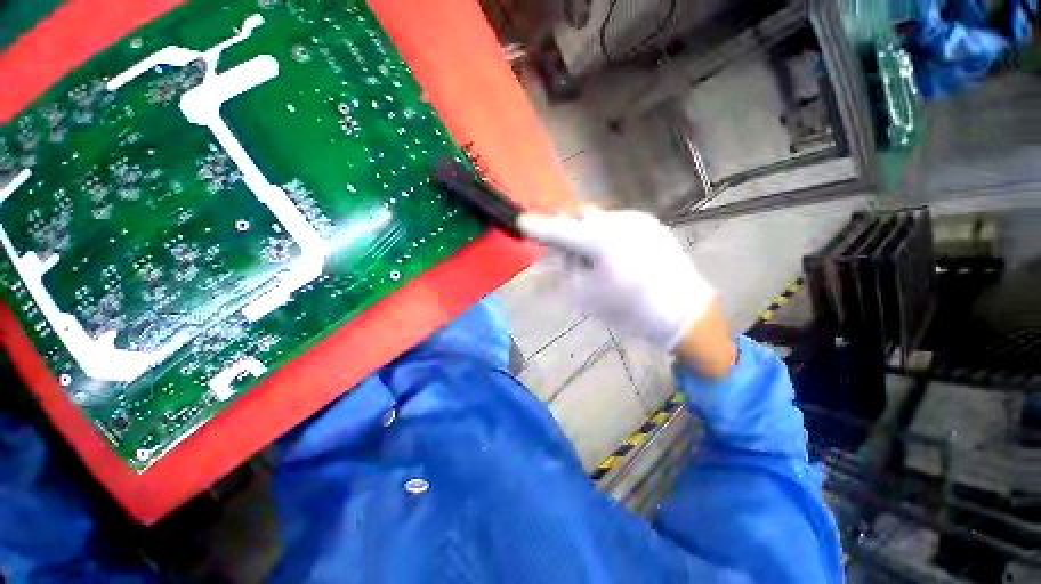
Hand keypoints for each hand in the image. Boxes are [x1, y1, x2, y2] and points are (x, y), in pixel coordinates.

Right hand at [518, 208, 735, 378]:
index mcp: (600, 240)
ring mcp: (637, 219)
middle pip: (580, 215)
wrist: (683, 310)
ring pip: (602, 220)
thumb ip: (566, 269)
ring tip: (604, 263)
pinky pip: (621, 224)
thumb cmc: (631, 310)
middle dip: (569, 229)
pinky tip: (625, 260)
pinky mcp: (652, 224)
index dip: (537, 226)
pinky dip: (613, 236)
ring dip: (593, 234)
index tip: (521, 220)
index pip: (559, 229)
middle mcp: (617, 221)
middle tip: (569, 253)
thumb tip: (557, 252)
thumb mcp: (587, 298)